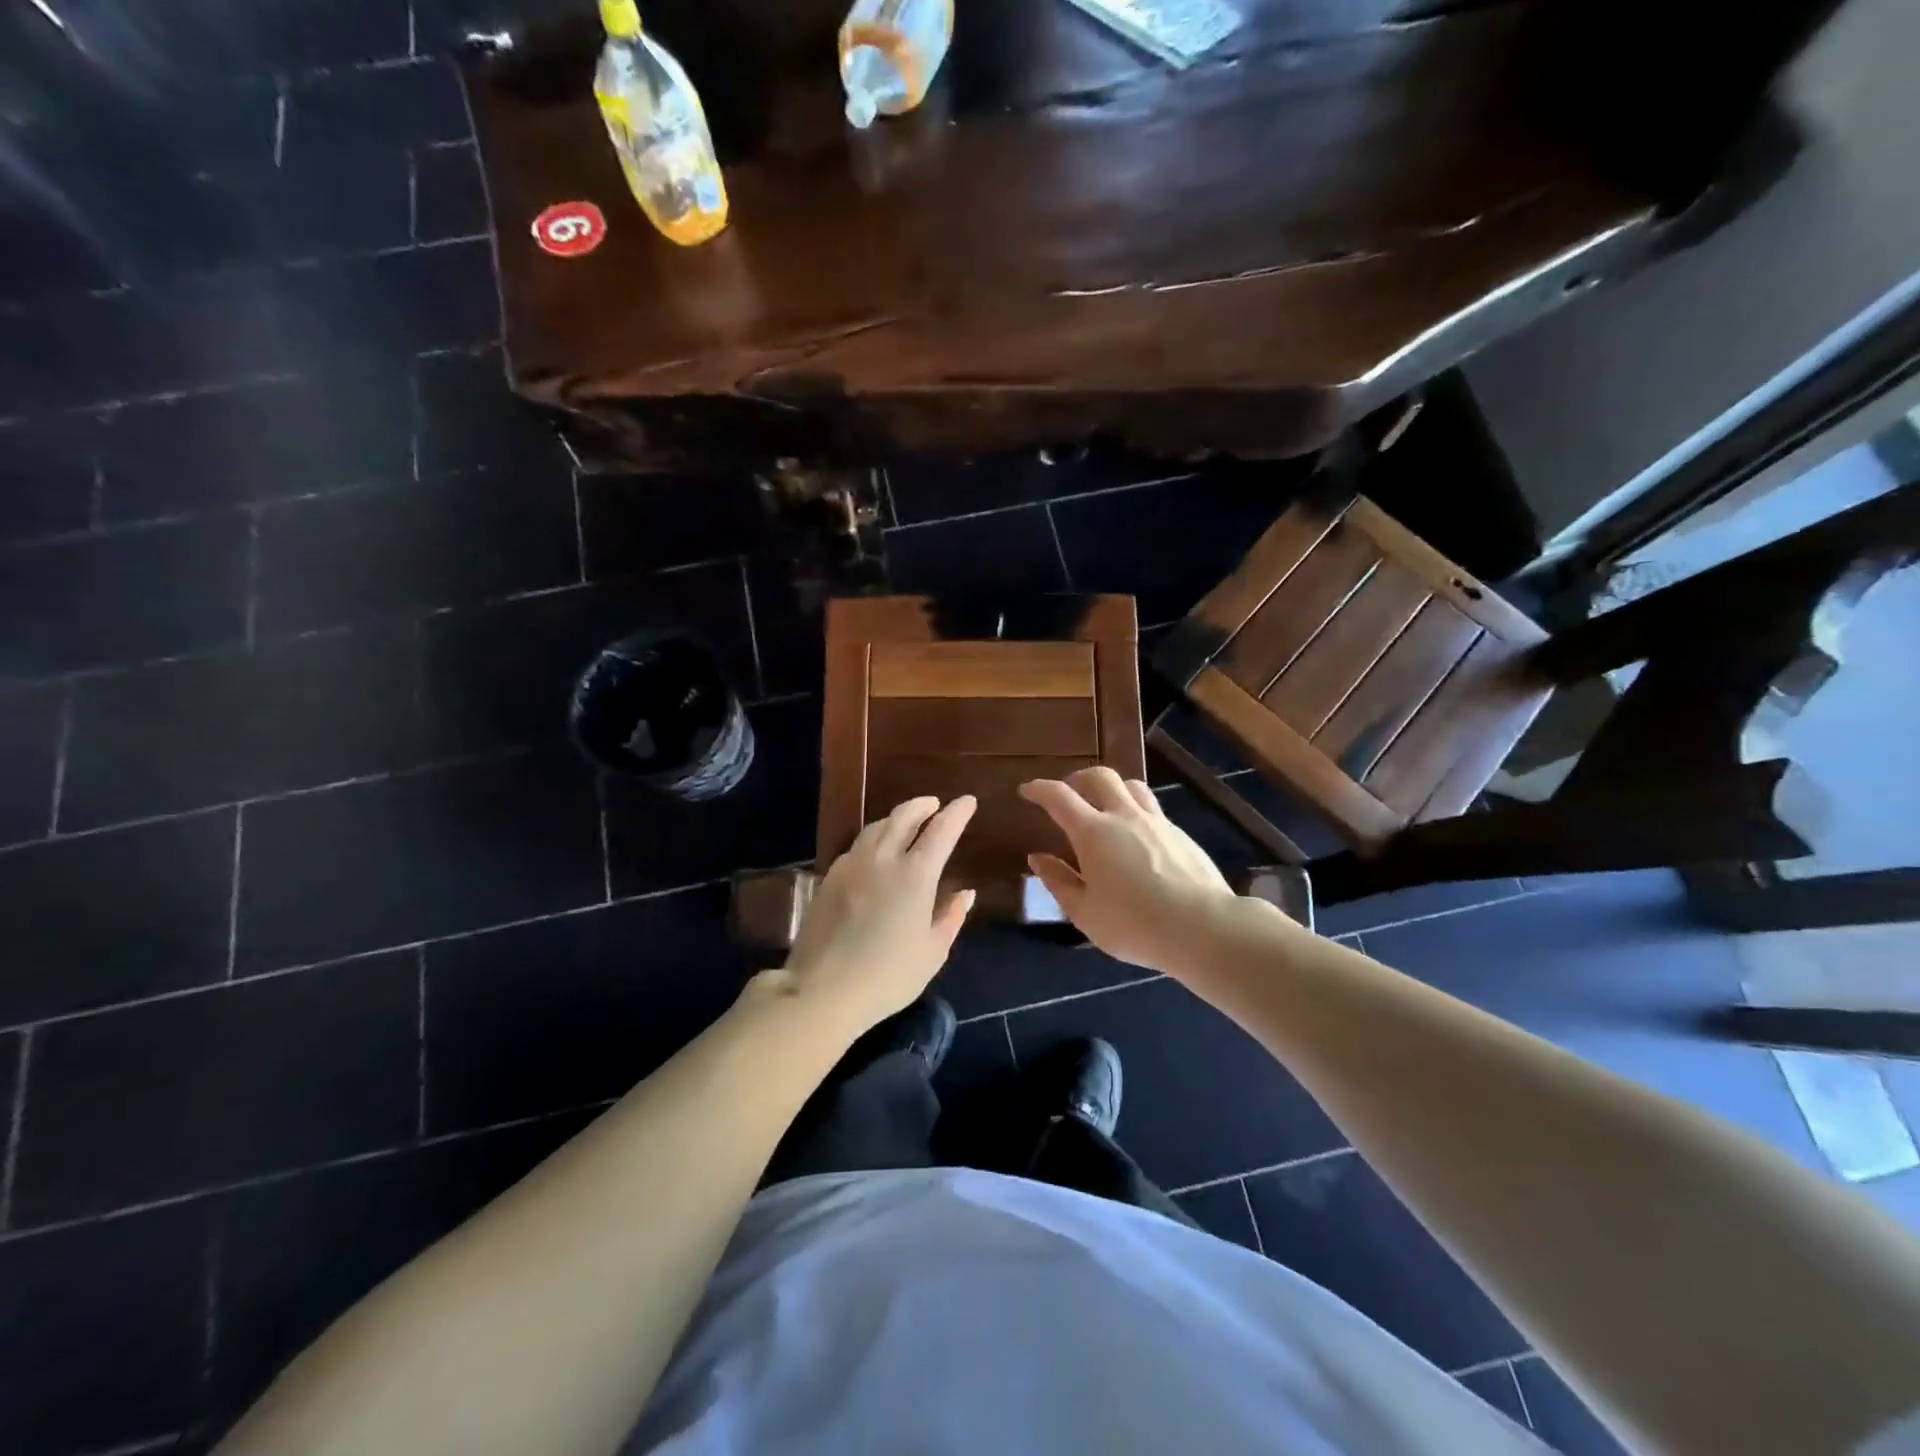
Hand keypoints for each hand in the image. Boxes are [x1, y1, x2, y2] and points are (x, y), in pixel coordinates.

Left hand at [774, 795, 977, 1034]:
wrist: (822, 989)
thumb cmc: (888, 976)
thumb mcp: (932, 952)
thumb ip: (951, 917)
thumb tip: (966, 894)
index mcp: (915, 874)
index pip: (941, 830)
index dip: (956, 813)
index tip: (967, 801)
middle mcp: (883, 858)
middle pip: (903, 816)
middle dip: (922, 806)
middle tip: (934, 805)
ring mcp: (852, 865)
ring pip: (876, 827)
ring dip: (896, 818)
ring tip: (906, 823)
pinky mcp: (830, 877)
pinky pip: (857, 846)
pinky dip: (874, 838)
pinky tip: (875, 851)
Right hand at [1020, 768, 1239, 973]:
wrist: (1202, 927)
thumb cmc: (1134, 925)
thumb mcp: (1084, 912)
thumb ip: (1058, 881)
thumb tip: (1037, 858)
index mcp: (1093, 833)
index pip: (1059, 797)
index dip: (1039, 788)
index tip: (1027, 790)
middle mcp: (1124, 816)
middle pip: (1099, 776)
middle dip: (1078, 778)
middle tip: (1068, 793)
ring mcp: (1157, 822)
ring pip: (1132, 785)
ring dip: (1112, 788)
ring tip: (1105, 807)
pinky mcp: (1181, 834)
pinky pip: (1153, 809)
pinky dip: (1136, 811)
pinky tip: (1137, 837)